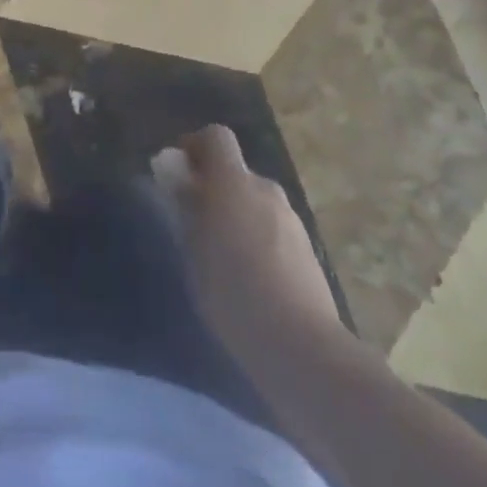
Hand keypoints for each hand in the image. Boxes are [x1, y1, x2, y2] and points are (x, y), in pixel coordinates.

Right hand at [166, 125, 343, 355]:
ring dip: (237, 215)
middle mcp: (266, 190)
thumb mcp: (194, 250)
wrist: (303, 349)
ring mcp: (292, 220)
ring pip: (255, 203)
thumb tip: (176, 176)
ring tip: (222, 259)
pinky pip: (273, 229)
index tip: (179, 174)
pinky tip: (251, 280)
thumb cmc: (234, 293)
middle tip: (196, 224)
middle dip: (215, 188)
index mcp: (234, 182)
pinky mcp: (309, 251)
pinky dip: (258, 239)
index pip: (216, 137)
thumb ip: (185, 207)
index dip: (195, 146)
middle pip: (236, 173)